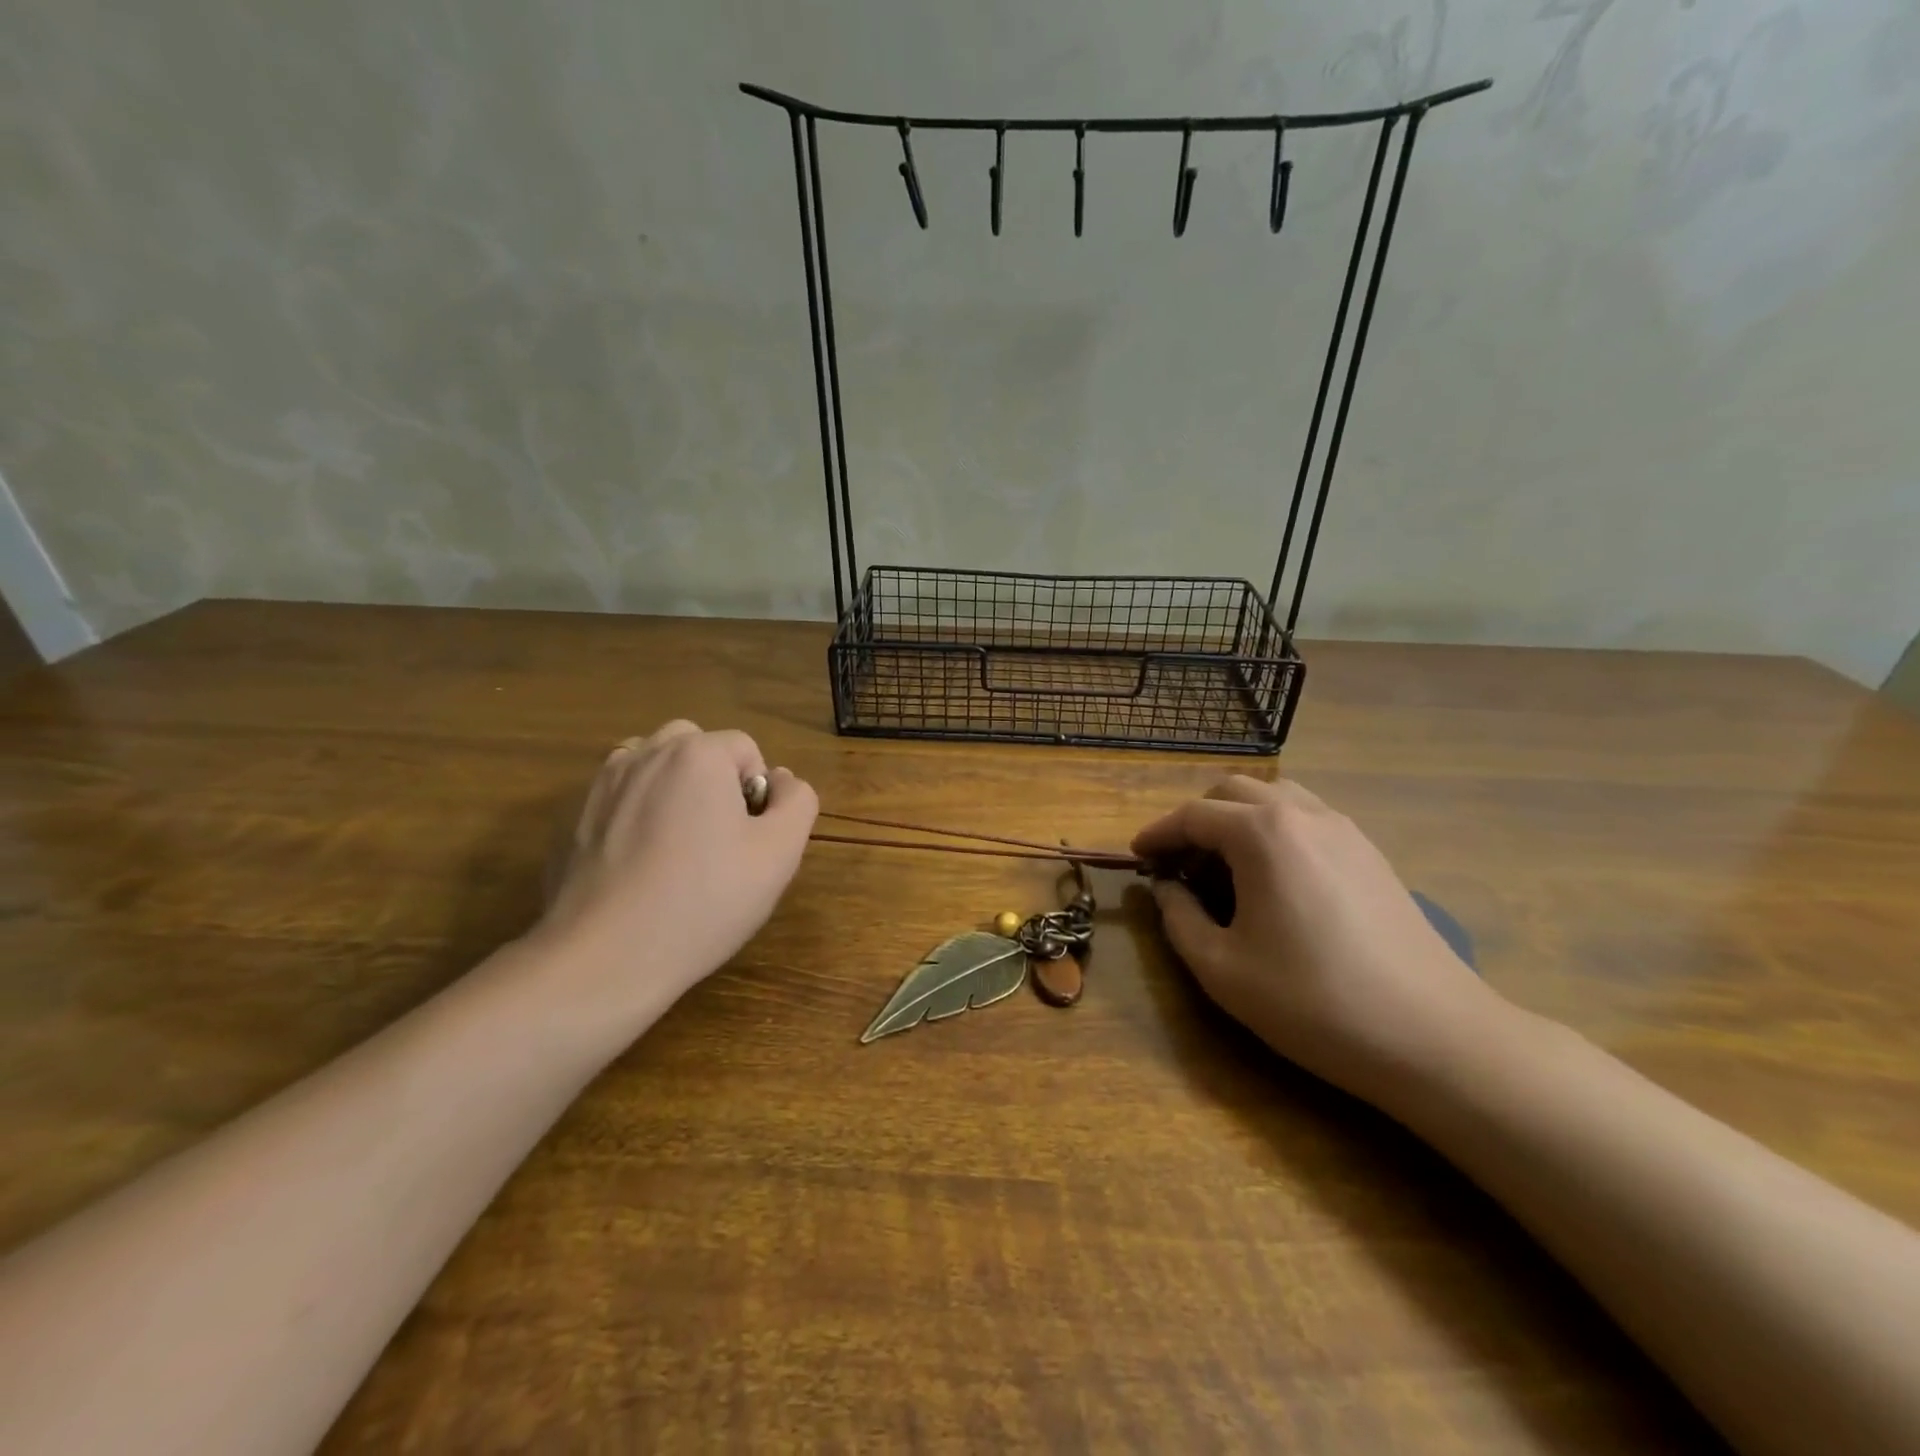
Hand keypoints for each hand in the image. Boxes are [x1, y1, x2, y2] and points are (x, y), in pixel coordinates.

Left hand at [539, 721, 817, 1014]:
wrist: (605, 957)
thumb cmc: (704, 901)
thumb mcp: (779, 854)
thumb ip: (798, 802)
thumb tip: (780, 781)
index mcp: (697, 754)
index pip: (746, 749)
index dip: (758, 793)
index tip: (748, 841)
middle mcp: (646, 754)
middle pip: (696, 747)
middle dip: (714, 781)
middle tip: (718, 839)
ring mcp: (602, 784)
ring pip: (654, 766)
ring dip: (673, 789)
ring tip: (678, 847)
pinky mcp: (574, 817)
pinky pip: (621, 797)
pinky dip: (636, 813)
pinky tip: (639, 864)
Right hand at [1132, 776, 1501, 1102]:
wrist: (1433, 1036)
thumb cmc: (1313, 1001)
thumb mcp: (1222, 968)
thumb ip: (1178, 918)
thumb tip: (1166, 889)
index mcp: (1263, 833)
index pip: (1193, 815)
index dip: (1157, 833)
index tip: (1136, 856)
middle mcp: (1303, 814)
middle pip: (1233, 793)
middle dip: (1196, 821)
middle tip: (1178, 865)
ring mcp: (1345, 830)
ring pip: (1275, 798)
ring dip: (1237, 820)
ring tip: (1223, 867)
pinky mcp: (1371, 854)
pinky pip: (1308, 819)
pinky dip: (1274, 832)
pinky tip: (1274, 880)